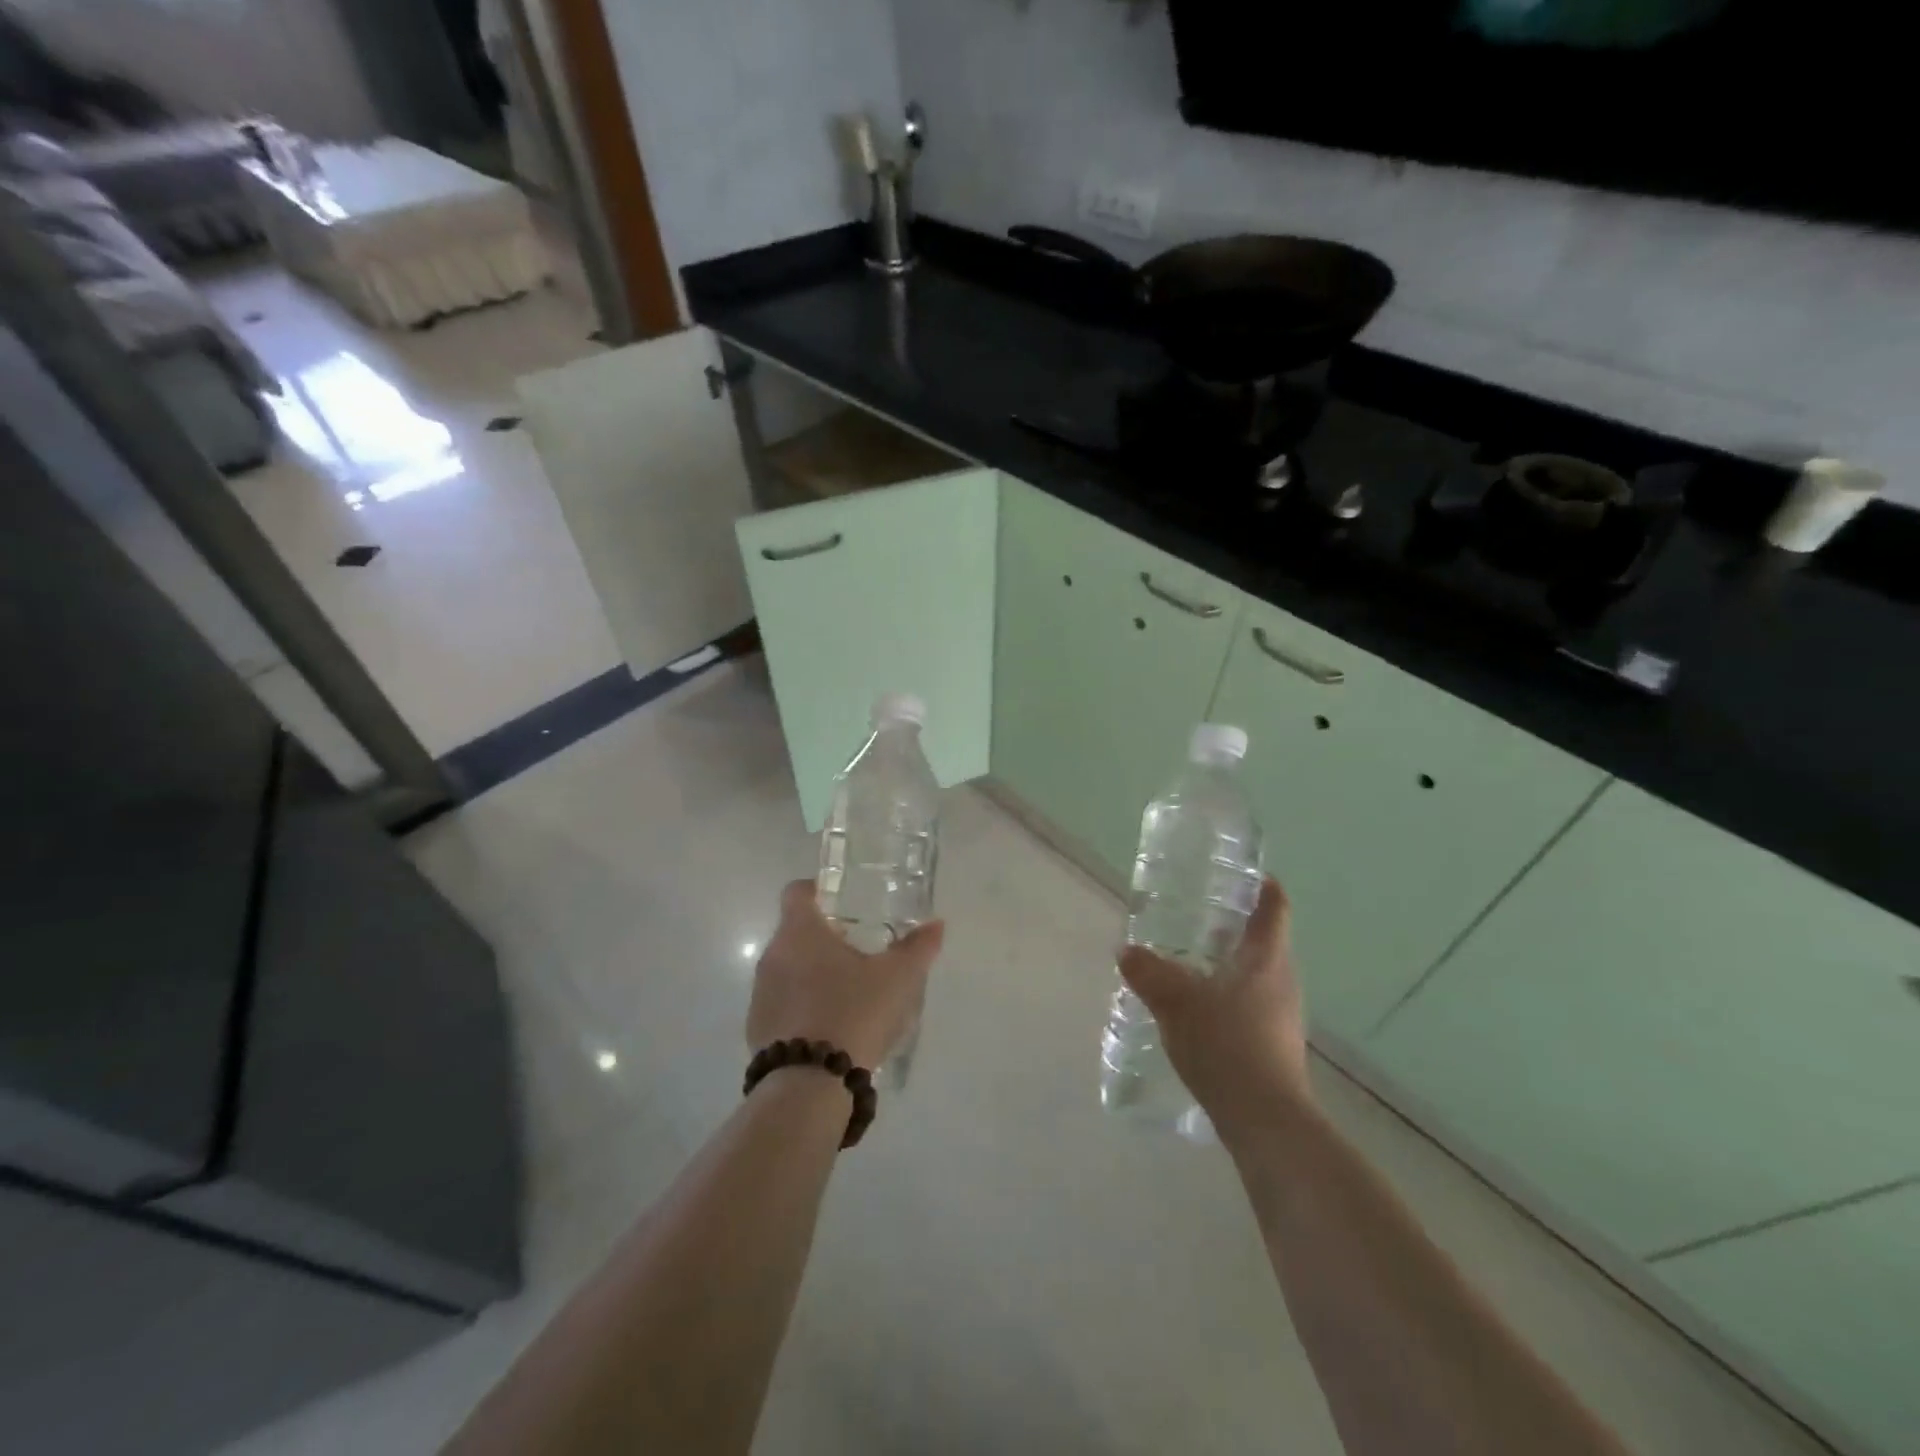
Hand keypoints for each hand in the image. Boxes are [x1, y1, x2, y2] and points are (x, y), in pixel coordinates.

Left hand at [747, 881, 945, 1070]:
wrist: (810, 1084)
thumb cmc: (854, 1013)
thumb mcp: (899, 978)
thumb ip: (918, 947)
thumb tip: (936, 925)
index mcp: (800, 932)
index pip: (797, 892)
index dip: (818, 890)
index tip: (841, 902)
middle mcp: (772, 955)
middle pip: (794, 931)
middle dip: (823, 937)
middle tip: (858, 950)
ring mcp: (760, 993)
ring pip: (786, 968)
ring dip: (810, 972)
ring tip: (846, 992)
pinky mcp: (756, 1028)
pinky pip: (780, 1003)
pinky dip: (800, 1005)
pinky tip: (829, 1026)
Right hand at [1117, 876, 1313, 1142]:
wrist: (1265, 1119)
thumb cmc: (1226, 1044)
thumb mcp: (1175, 1002)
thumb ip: (1148, 972)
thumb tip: (1126, 951)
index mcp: (1267, 958)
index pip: (1274, 907)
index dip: (1262, 885)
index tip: (1240, 874)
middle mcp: (1281, 980)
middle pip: (1264, 940)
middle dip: (1233, 925)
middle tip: (1197, 915)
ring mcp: (1282, 1014)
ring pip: (1256, 973)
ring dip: (1228, 961)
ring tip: (1189, 959)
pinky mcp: (1274, 1043)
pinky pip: (1250, 1002)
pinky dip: (1227, 993)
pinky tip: (1197, 1007)